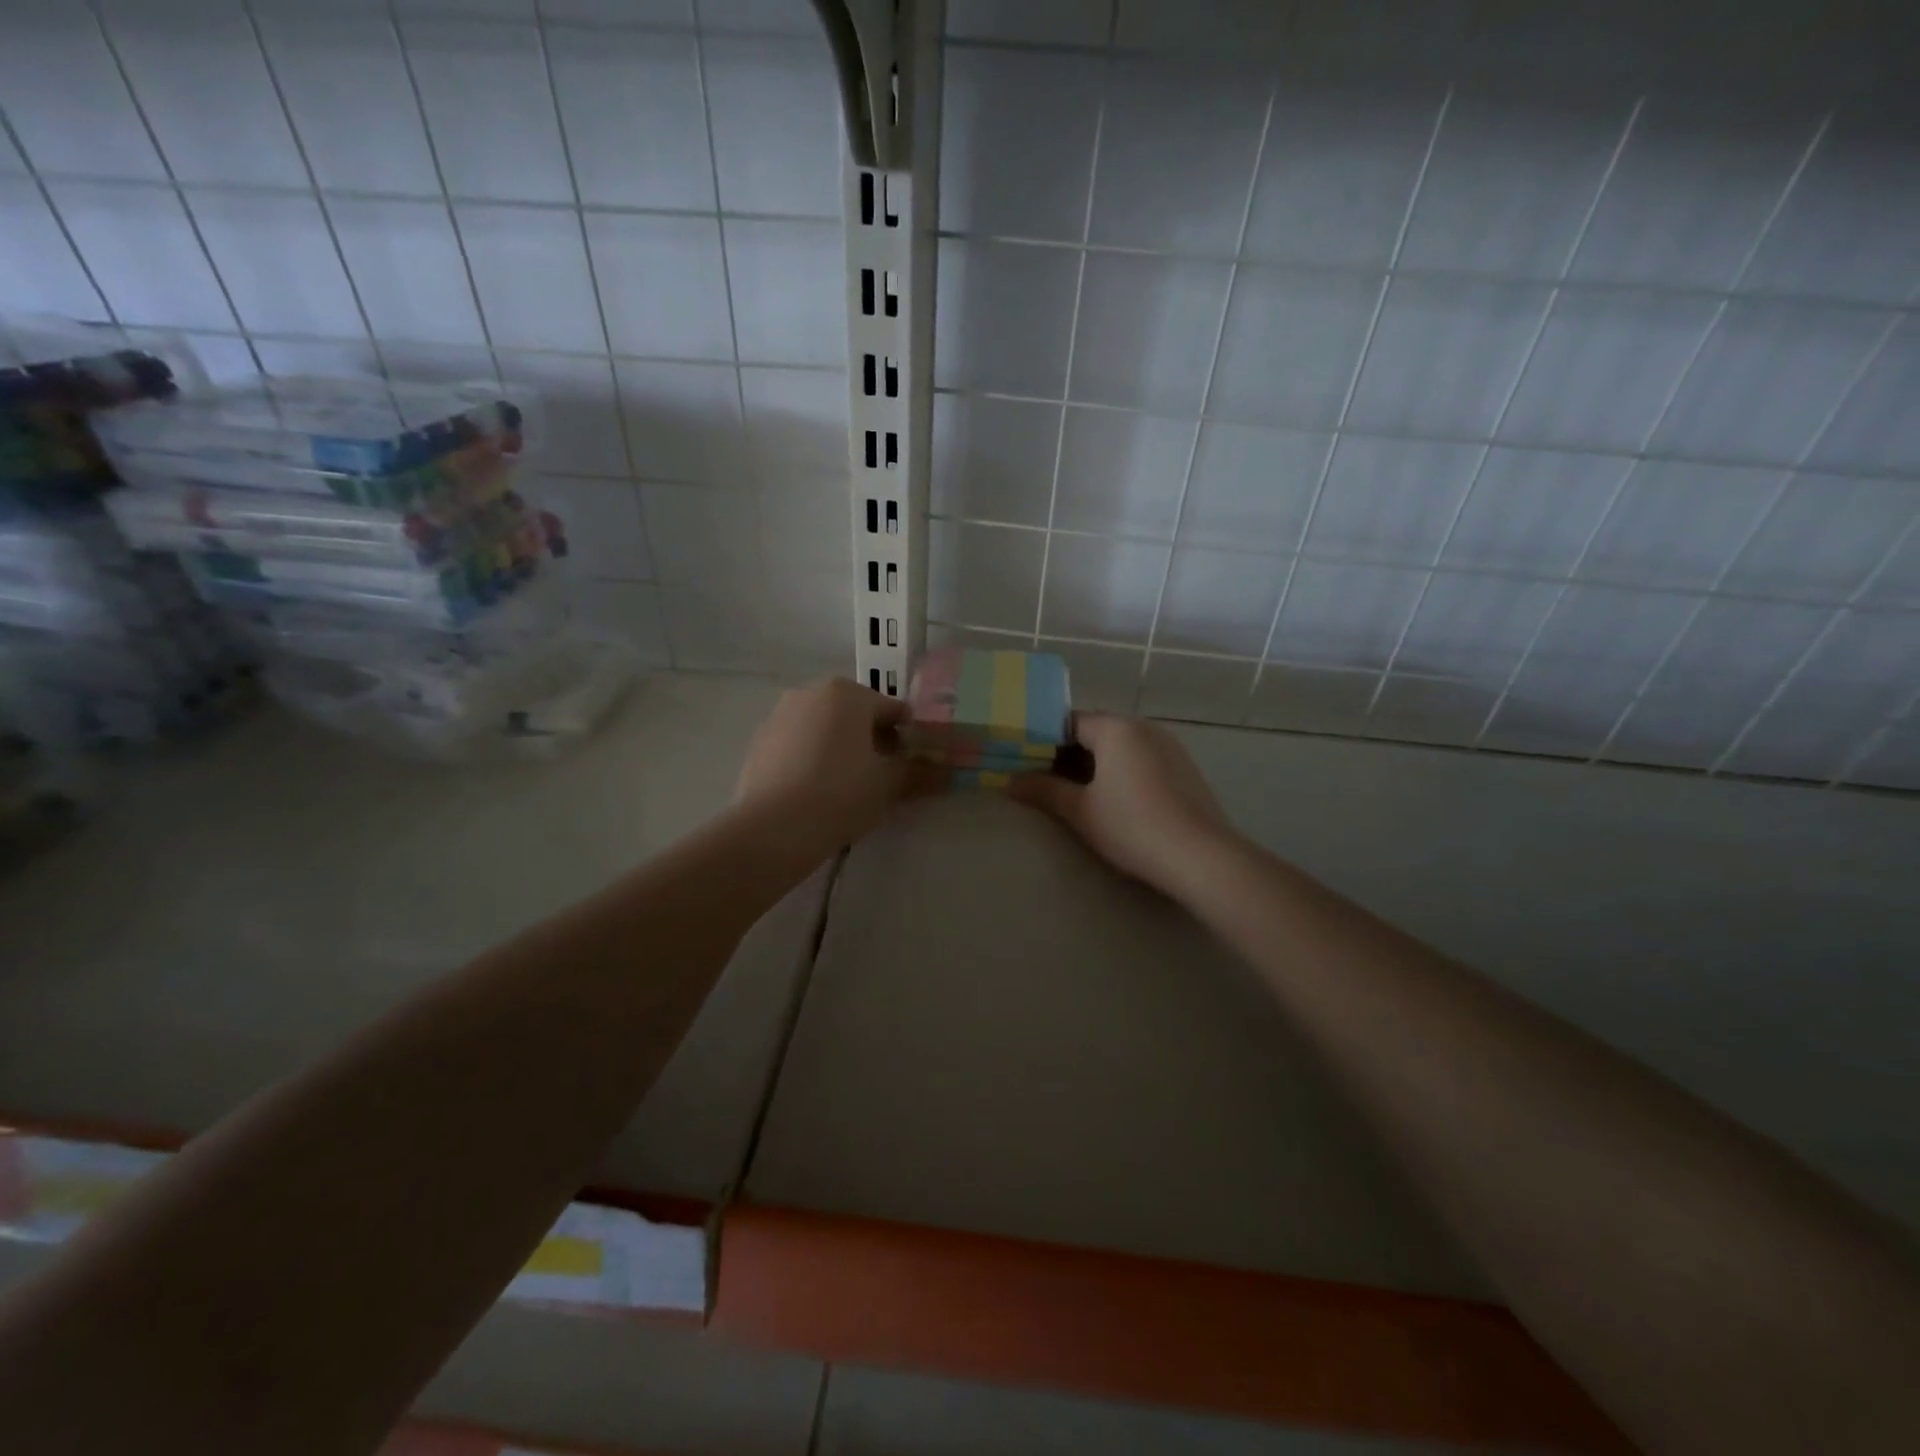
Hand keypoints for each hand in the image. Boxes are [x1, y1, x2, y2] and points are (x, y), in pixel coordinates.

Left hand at [735, 678, 938, 853]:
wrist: (773, 828)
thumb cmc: (842, 794)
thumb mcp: (890, 785)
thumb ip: (921, 773)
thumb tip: (950, 772)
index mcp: (847, 693)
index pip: (893, 711)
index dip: (909, 739)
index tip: (913, 767)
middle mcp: (810, 693)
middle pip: (856, 716)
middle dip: (873, 742)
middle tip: (882, 780)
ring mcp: (779, 716)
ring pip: (825, 729)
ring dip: (841, 750)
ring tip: (848, 790)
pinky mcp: (758, 743)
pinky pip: (798, 746)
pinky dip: (812, 761)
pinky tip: (815, 794)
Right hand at [1009, 714, 1237, 897]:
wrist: (1201, 857)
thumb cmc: (1132, 826)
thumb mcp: (1080, 811)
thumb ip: (1044, 791)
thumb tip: (1010, 781)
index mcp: (1116, 728)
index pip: (1069, 721)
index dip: (1043, 740)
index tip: (1025, 761)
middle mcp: (1144, 727)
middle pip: (1096, 732)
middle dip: (1068, 754)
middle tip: (1044, 781)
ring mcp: (1169, 747)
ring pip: (1121, 747)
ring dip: (1096, 765)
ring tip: (1076, 794)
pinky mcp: (1184, 769)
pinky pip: (1143, 760)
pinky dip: (1122, 772)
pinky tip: (1115, 802)